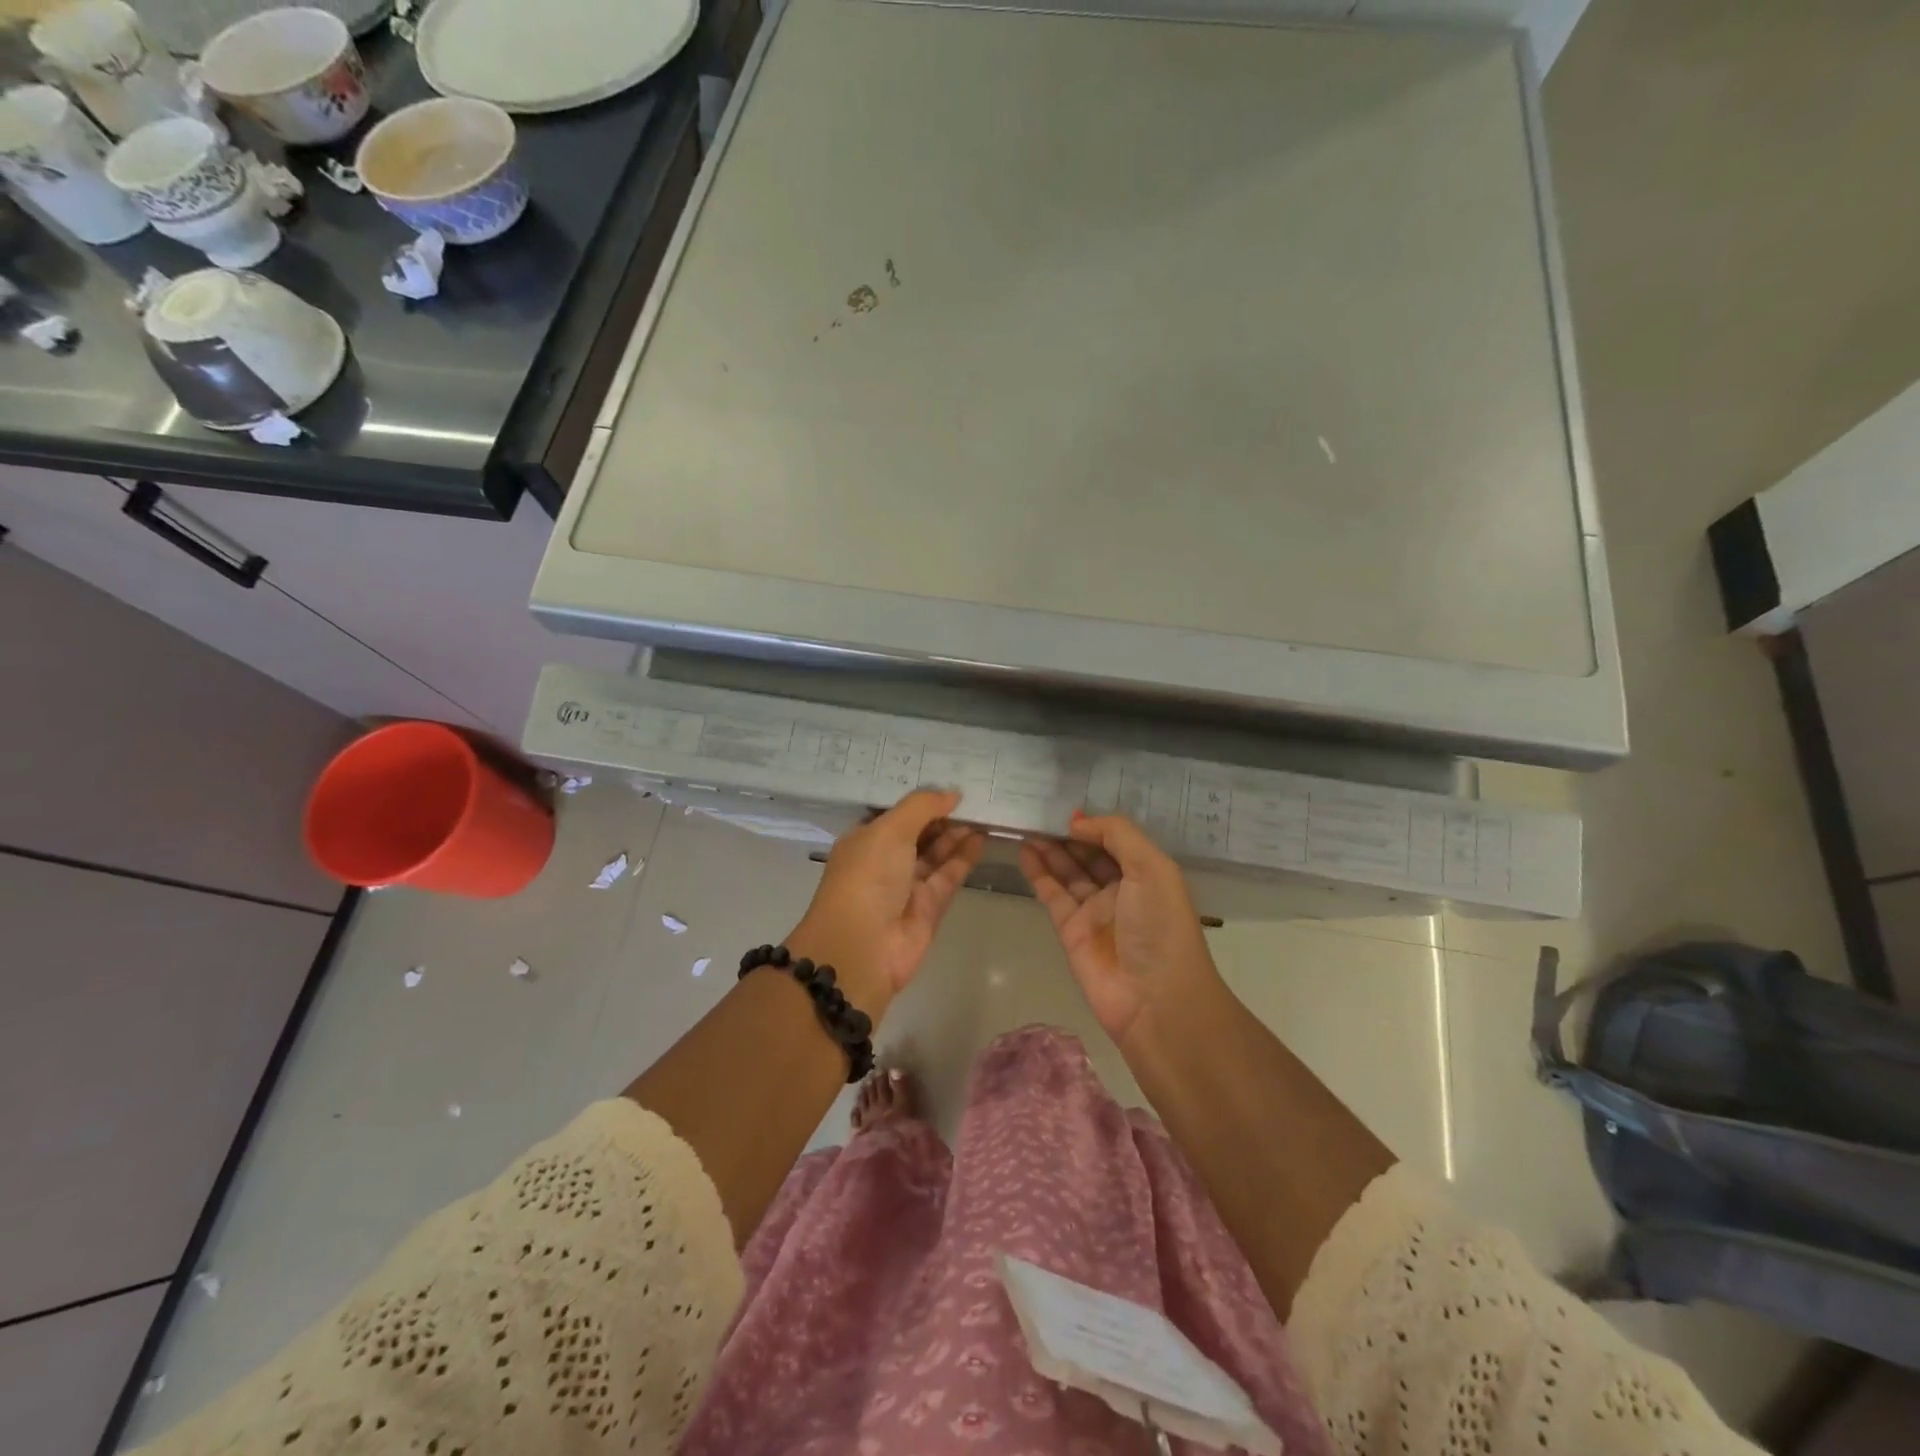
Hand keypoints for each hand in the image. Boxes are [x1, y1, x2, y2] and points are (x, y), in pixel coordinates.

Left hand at [786, 790, 984, 1022]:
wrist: (863, 948)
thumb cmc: (867, 878)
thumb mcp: (889, 831)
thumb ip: (922, 807)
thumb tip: (952, 793)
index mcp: (865, 839)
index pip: (895, 812)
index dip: (919, 799)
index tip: (947, 779)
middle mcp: (885, 860)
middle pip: (919, 832)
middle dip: (942, 815)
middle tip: (974, 794)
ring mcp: (908, 884)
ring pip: (937, 853)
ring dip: (957, 834)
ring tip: (984, 812)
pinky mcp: (930, 905)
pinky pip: (949, 874)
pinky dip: (964, 856)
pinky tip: (982, 837)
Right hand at [1019, 811, 1223, 1049]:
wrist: (1155, 998)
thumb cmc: (1160, 926)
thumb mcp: (1151, 868)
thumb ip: (1117, 835)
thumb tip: (1078, 822)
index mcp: (1147, 874)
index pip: (1116, 841)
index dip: (1093, 825)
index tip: (1067, 810)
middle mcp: (1121, 890)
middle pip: (1089, 855)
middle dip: (1067, 835)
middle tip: (1038, 813)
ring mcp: (1094, 911)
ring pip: (1067, 872)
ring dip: (1049, 850)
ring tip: (1026, 826)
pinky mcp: (1070, 931)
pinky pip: (1052, 894)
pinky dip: (1038, 873)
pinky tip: (1025, 851)